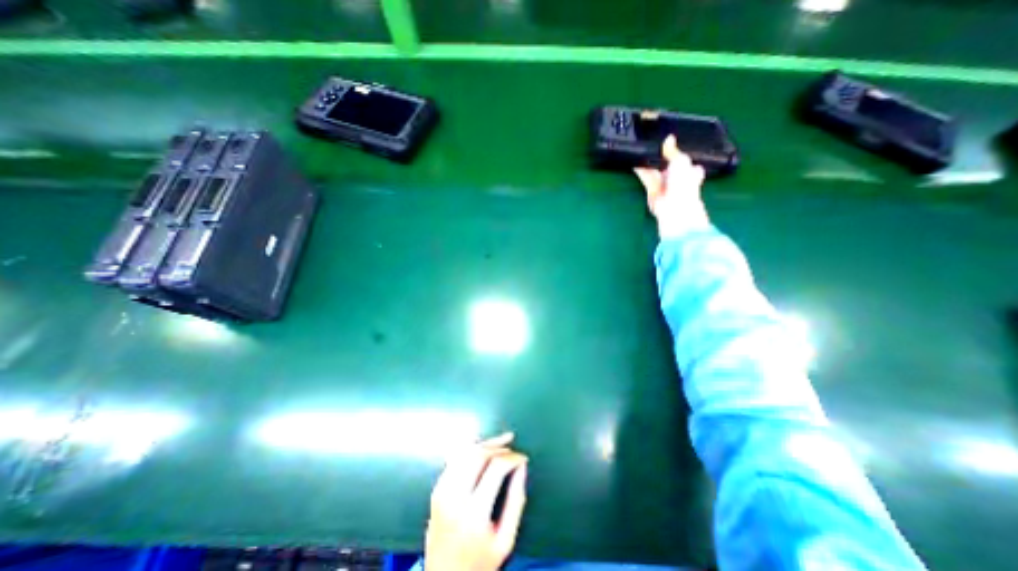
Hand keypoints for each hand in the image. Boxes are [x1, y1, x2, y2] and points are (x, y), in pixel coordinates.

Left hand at [426, 432, 529, 570]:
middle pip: (478, 454)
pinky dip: (469, 449)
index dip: (513, 457)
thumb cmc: (479, 562)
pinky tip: (482, 448)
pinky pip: (454, 459)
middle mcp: (454, 497)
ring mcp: (442, 491)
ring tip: (500, 442)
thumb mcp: (506, 539)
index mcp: (474, 512)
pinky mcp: (436, 490)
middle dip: (498, 445)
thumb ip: (516, 500)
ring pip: (465, 452)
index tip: (523, 458)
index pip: (496, 468)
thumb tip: (522, 466)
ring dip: (484, 443)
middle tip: (512, 445)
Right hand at [634, 133, 709, 236]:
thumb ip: (673, 151)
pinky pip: (646, 176)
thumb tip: (669, 137)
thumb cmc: (684, 183)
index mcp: (689, 169)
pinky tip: (635, 161)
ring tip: (640, 149)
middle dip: (660, 156)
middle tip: (651, 143)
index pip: (684, 158)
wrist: (673, 206)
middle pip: (666, 163)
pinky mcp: (651, 189)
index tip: (668, 142)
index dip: (677, 152)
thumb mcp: (681, 161)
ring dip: (648, 161)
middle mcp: (676, 176)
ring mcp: (663, 183)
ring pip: (655, 169)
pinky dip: (640, 169)